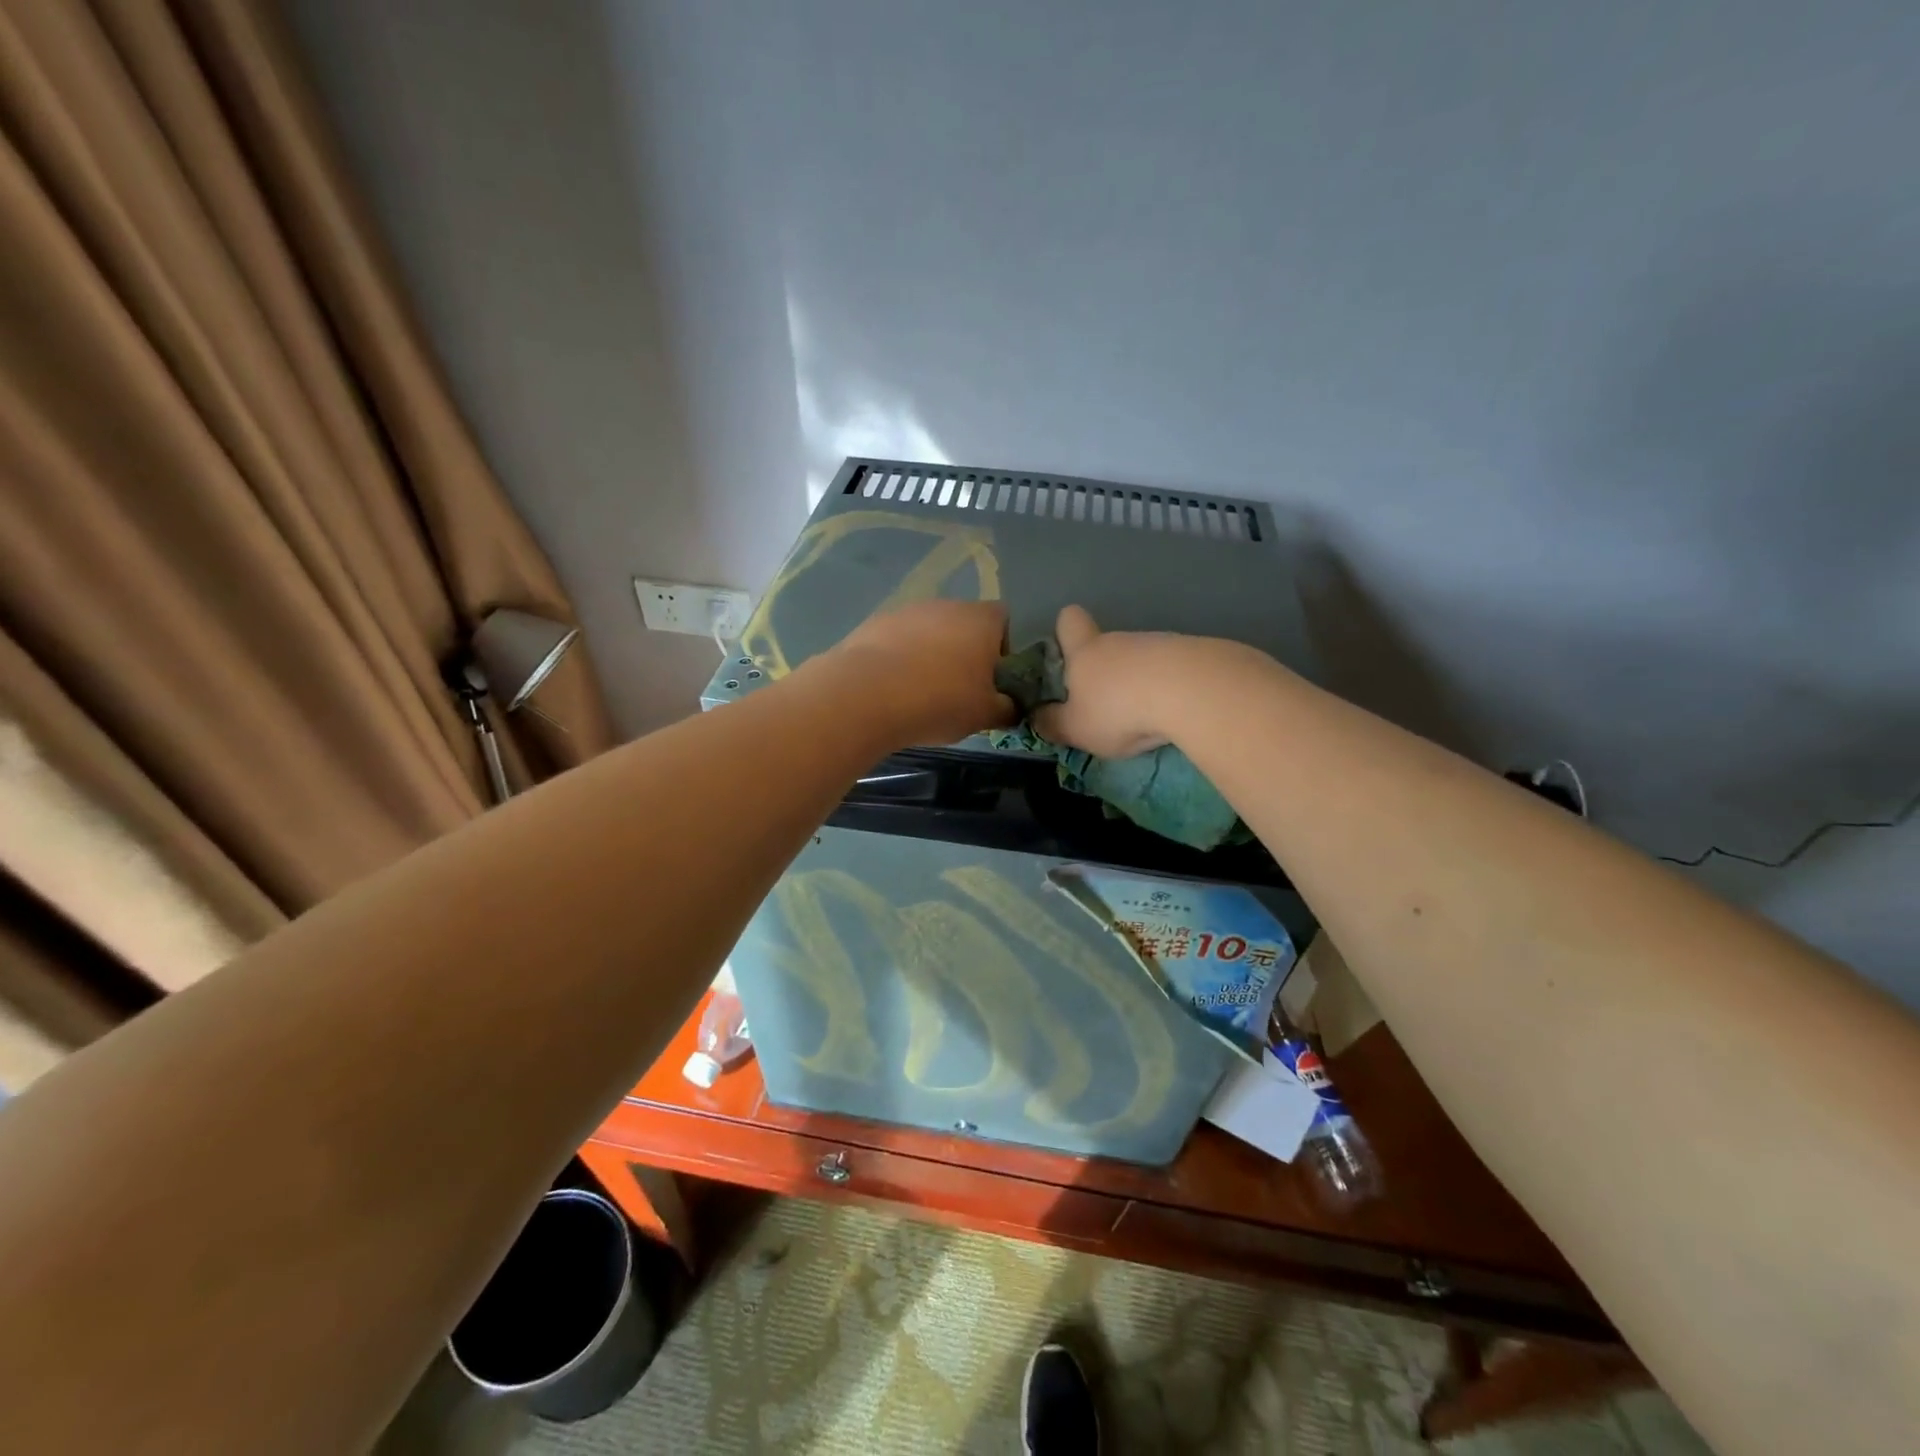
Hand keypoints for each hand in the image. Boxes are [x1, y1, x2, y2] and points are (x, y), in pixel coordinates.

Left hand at [826, 599, 1017, 746]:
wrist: (866, 696)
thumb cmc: (940, 701)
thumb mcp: (985, 715)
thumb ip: (1007, 709)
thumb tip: (1013, 707)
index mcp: (982, 619)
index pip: (1004, 621)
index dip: (1003, 650)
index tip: (993, 681)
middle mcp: (946, 604)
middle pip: (964, 625)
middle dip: (964, 654)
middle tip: (959, 692)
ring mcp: (907, 611)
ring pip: (928, 632)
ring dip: (929, 656)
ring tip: (920, 694)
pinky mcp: (873, 624)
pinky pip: (897, 641)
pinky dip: (899, 660)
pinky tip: (891, 690)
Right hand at [1033, 605, 1179, 757]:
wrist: (1191, 691)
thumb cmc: (1119, 709)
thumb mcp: (1075, 728)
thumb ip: (1053, 723)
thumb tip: (1037, 717)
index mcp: (1085, 651)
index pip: (1069, 621)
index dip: (1065, 631)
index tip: (1066, 654)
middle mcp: (1119, 640)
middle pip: (1106, 645)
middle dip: (1105, 672)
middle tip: (1105, 708)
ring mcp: (1158, 643)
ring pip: (1140, 659)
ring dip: (1139, 682)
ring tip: (1146, 717)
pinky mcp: (1193, 654)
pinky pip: (1172, 669)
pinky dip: (1169, 688)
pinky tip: (1175, 713)